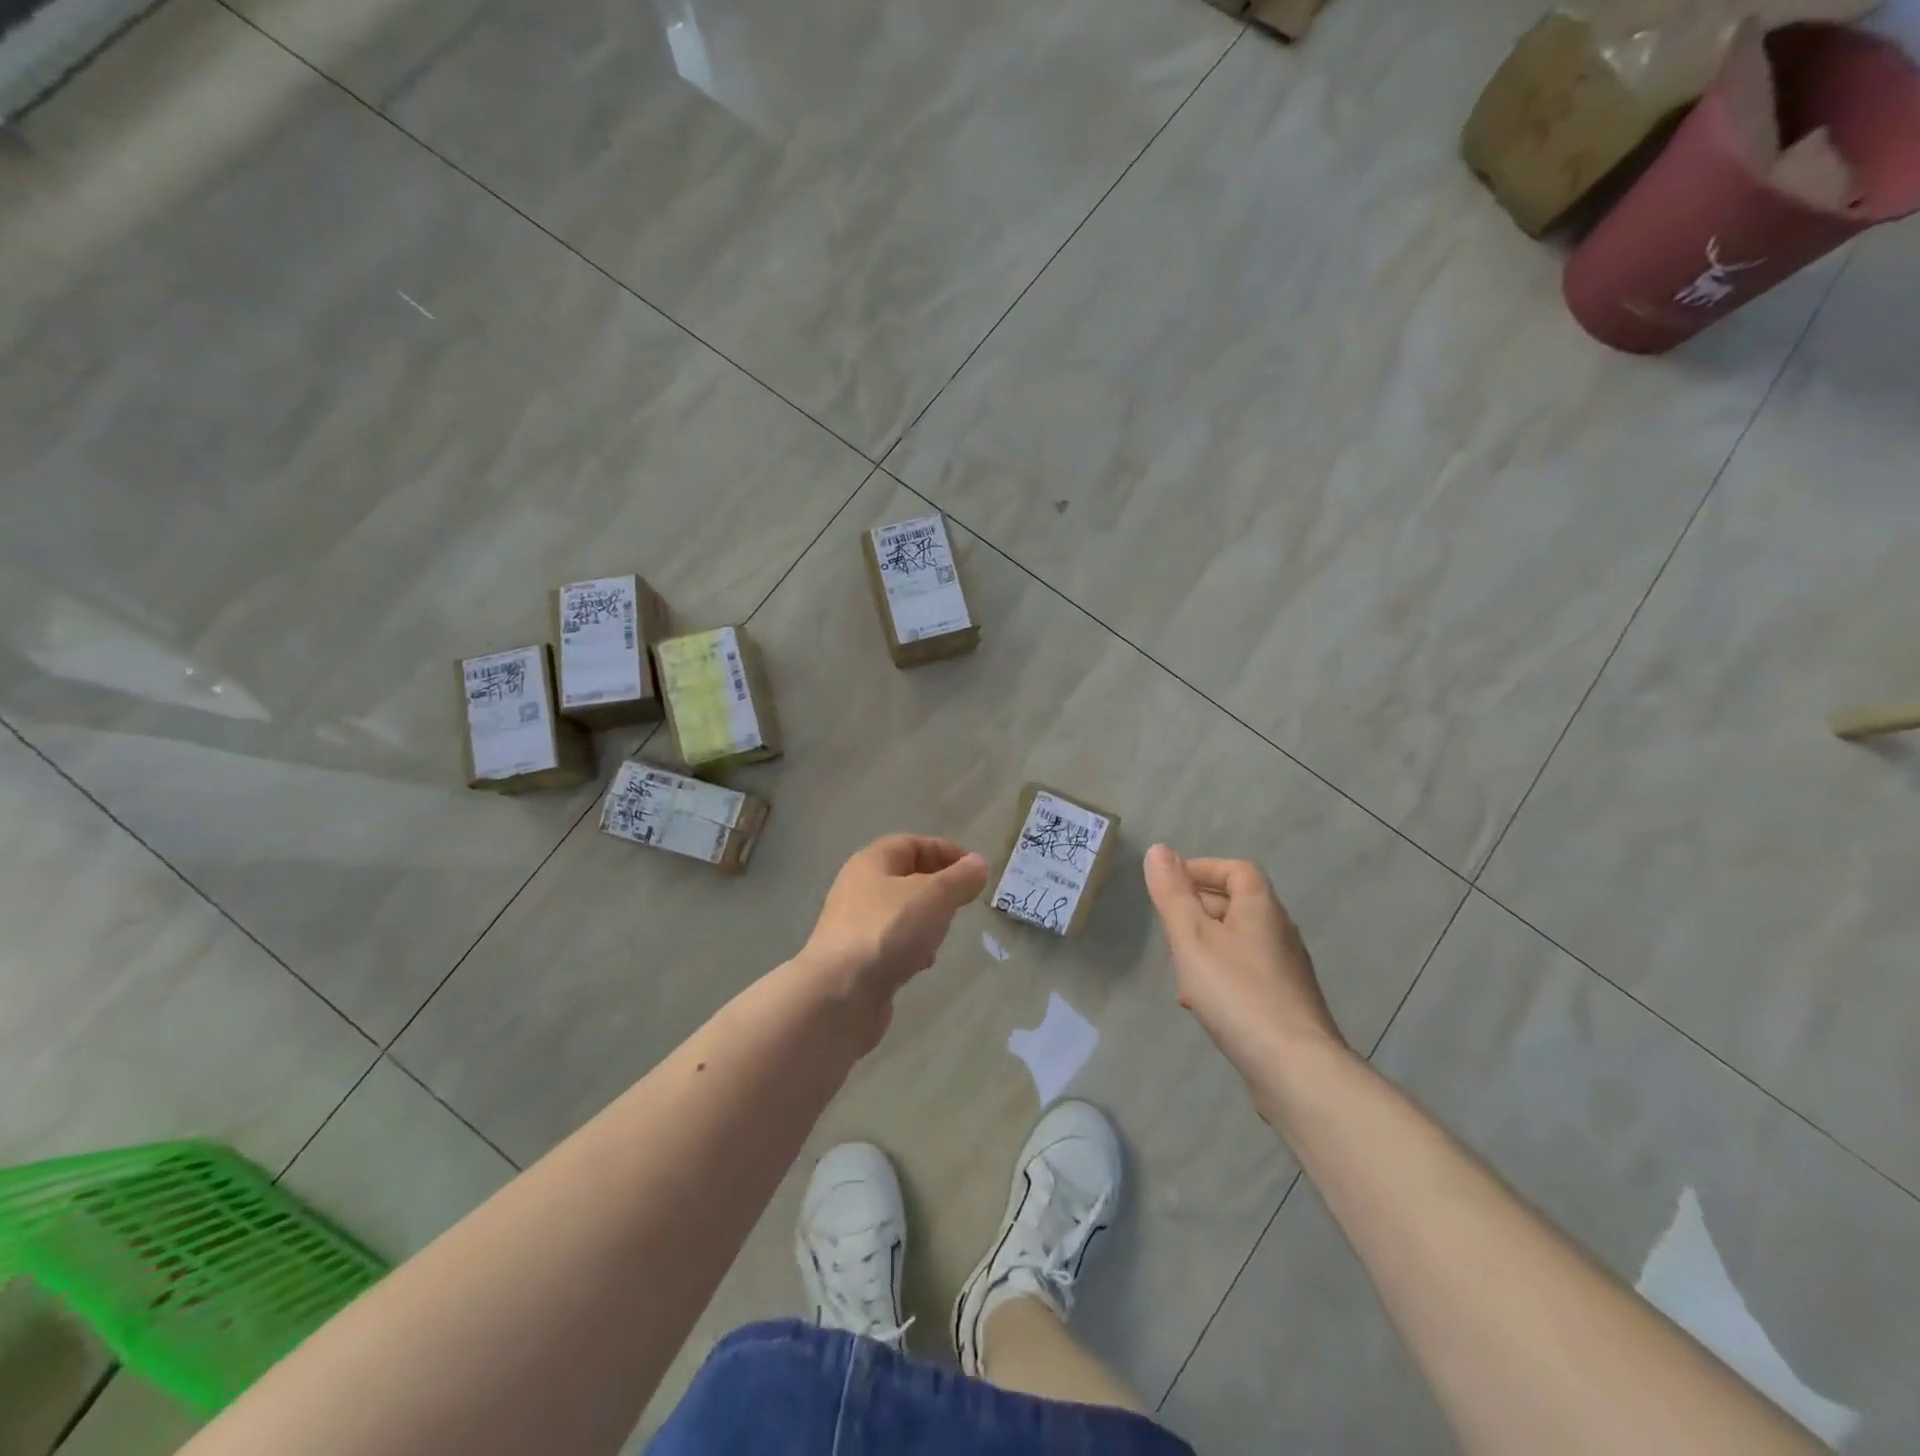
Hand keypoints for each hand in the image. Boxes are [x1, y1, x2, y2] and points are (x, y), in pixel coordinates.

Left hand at [799, 835, 989, 1049]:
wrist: (840, 994)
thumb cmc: (889, 930)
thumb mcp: (935, 895)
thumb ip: (961, 877)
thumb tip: (978, 863)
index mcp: (872, 862)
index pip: (913, 844)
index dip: (946, 852)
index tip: (976, 871)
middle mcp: (859, 888)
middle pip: (906, 878)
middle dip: (938, 889)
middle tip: (962, 904)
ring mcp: (855, 926)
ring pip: (900, 913)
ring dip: (926, 921)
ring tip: (943, 935)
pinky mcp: (857, 960)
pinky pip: (892, 944)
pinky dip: (911, 949)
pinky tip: (922, 964)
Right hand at [1143, 844, 1345, 1077]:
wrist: (1294, 1068)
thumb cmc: (1237, 992)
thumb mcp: (1192, 937)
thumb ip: (1172, 894)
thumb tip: (1158, 850)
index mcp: (1261, 909)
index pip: (1236, 870)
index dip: (1203, 869)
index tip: (1170, 883)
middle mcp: (1279, 932)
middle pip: (1237, 904)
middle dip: (1198, 908)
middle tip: (1167, 925)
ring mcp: (1286, 970)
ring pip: (1238, 942)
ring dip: (1205, 944)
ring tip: (1177, 964)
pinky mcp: (1285, 1004)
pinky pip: (1245, 974)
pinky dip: (1219, 975)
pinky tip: (1198, 1002)